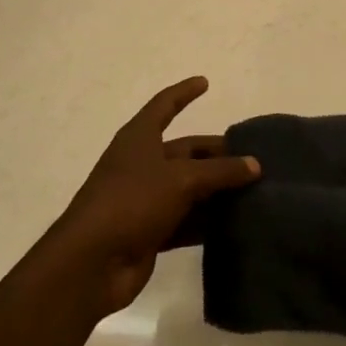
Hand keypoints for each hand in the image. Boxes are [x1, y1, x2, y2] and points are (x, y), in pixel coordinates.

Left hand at [45, 76, 260, 317]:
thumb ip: (220, 172)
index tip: (205, 82)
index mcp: (139, 139)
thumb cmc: (132, 202)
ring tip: (254, 191)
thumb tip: (255, 165)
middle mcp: (141, 164)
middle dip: (217, 154)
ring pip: (189, 188)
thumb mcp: (181, 180)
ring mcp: (145, 199)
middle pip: (185, 151)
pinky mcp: (150, 232)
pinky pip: (185, 220)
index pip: (164, 106)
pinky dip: (207, 221)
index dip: (184, 92)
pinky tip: (236, 224)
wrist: (91, 263)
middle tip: (253, 159)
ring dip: (217, 191)